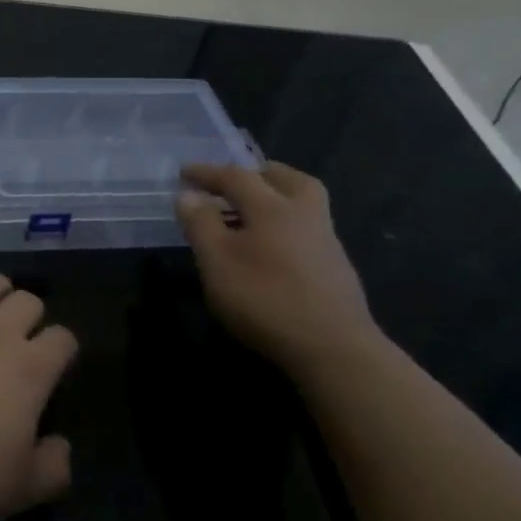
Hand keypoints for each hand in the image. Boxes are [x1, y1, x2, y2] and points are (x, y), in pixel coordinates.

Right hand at [175, 162, 378, 376]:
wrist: (333, 347)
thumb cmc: (265, 298)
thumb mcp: (217, 261)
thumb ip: (201, 225)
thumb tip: (188, 196)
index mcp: (273, 207)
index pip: (236, 177)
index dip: (207, 173)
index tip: (184, 172)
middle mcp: (305, 214)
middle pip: (284, 178)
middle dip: (256, 174)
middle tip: (232, 183)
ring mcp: (326, 241)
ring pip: (302, 203)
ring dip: (275, 197)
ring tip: (249, 215)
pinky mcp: (336, 267)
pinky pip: (307, 229)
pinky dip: (286, 225)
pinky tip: (272, 249)